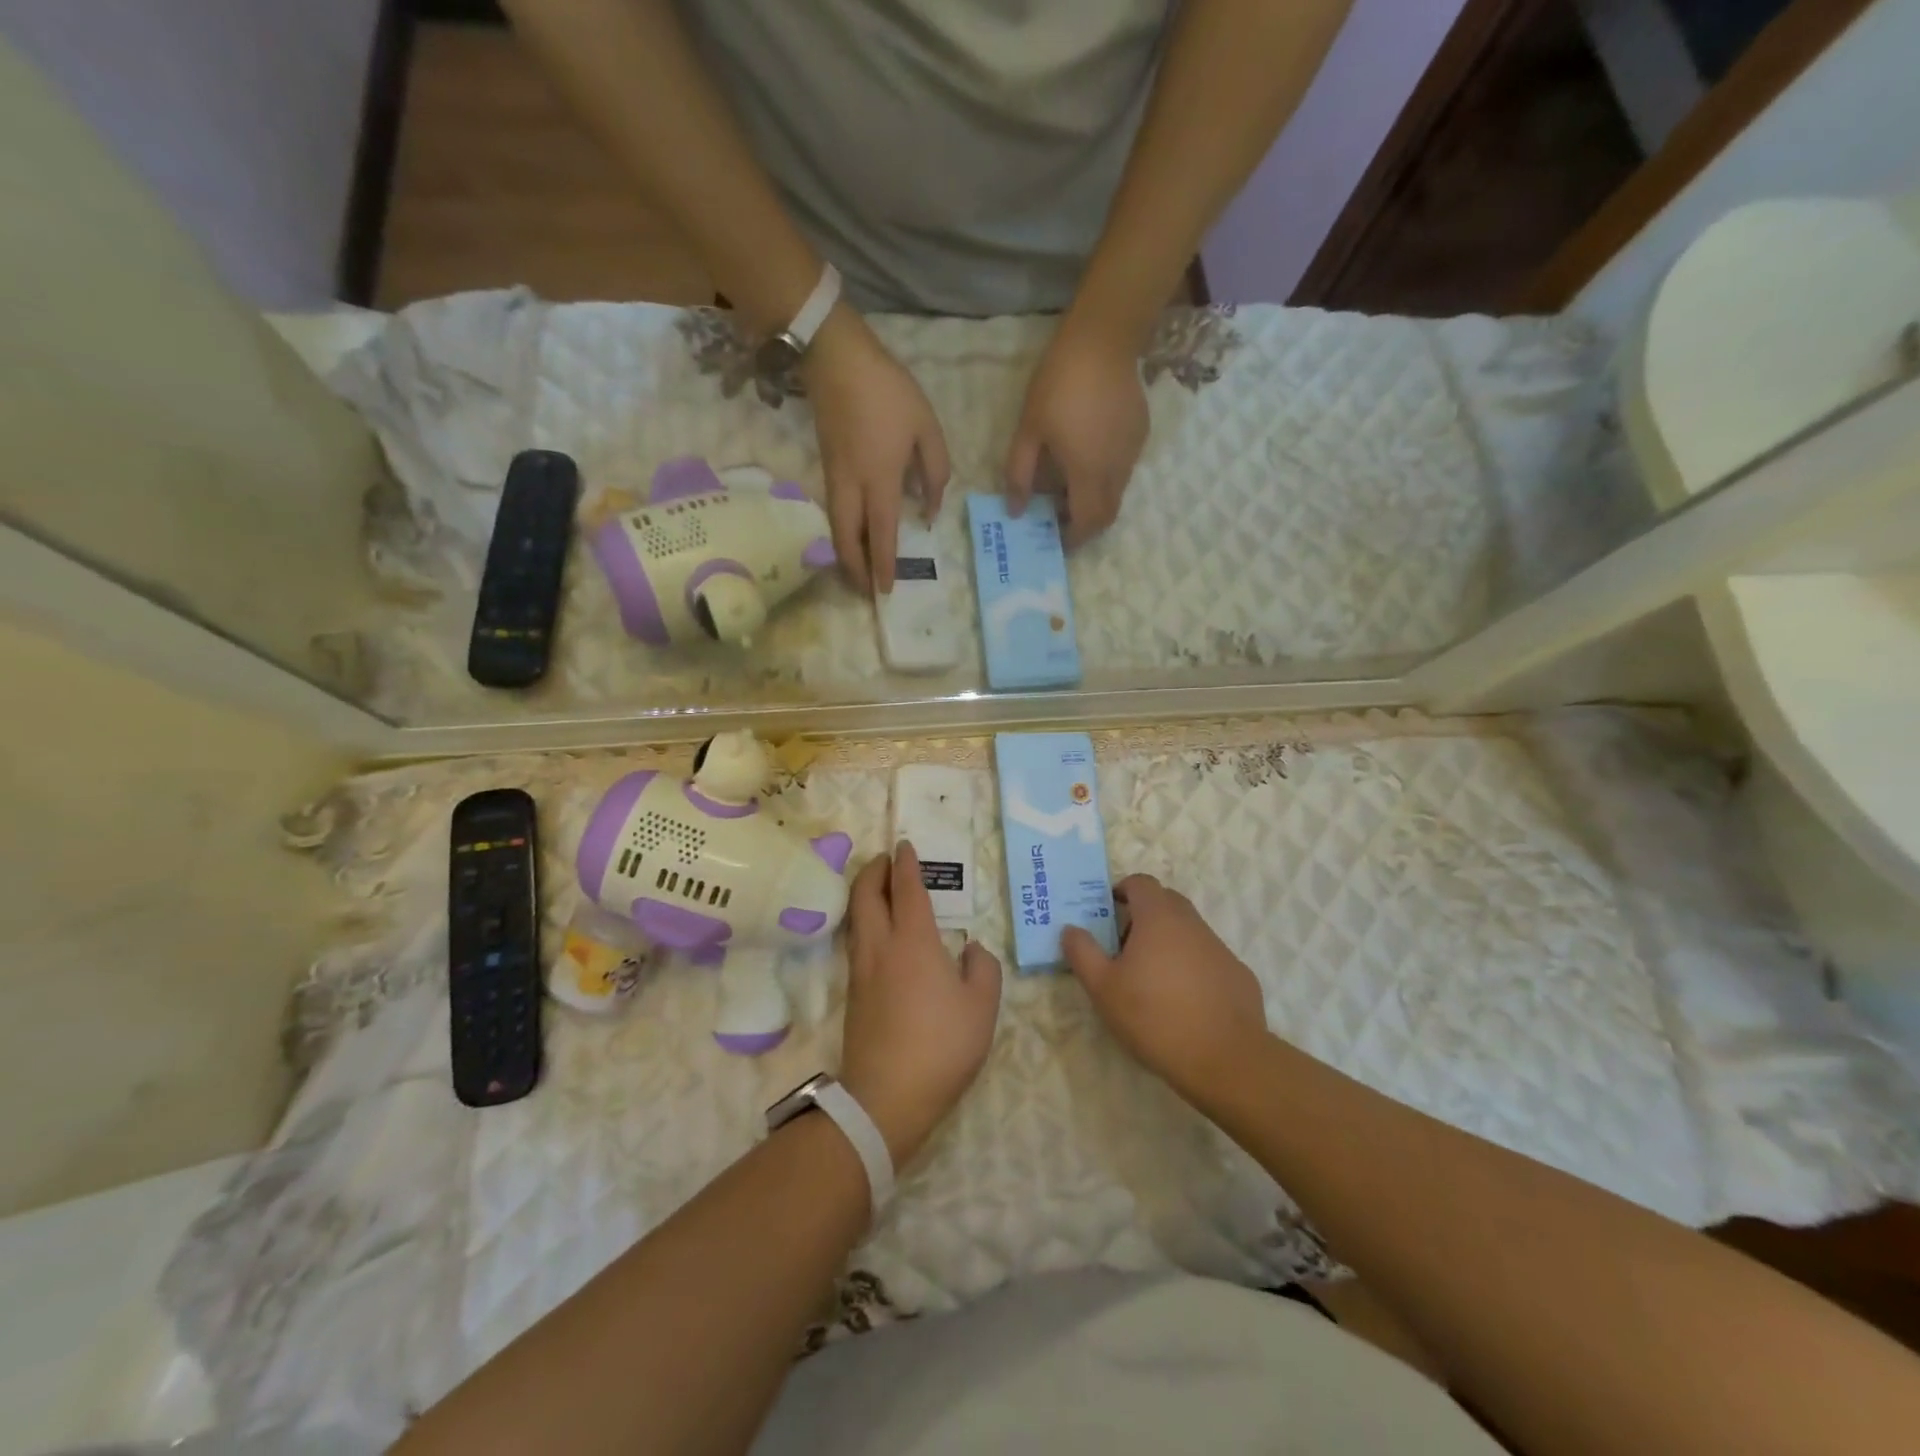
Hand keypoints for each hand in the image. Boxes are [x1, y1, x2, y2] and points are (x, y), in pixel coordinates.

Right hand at [801, 307, 950, 595]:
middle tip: (867, 593)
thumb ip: (935, 473)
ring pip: (837, 529)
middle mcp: (852, 486)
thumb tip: (929, 512)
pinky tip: (853, 540)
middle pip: (848, 541)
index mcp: (881, 478)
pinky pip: (834, 513)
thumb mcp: (926, 427)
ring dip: (847, 556)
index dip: (885, 564)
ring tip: (859, 575)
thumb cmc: (888, 392)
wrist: (835, 358)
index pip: (882, 533)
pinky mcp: (826, 468)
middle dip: (856, 571)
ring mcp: (834, 478)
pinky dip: (843, 535)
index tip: (887, 590)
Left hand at [840, 843, 1002, 1165]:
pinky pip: (855, 940)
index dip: (906, 864)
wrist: (887, 1096)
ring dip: (864, 893)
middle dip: (873, 869)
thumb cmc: (942, 1046)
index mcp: (914, 942)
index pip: (906, 889)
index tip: (904, 845)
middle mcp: (881, 947)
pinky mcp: (853, 994)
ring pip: (856, 917)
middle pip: (866, 894)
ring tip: (878, 886)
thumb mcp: (982, 1006)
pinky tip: (876, 931)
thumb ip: (983, 968)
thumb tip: (971, 947)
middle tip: (885, 858)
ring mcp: (861, 971)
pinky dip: (863, 920)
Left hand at [1005, 315, 1148, 547]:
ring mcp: (1133, 453)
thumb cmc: (1058, 385)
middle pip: (1108, 516)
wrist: (1103, 340)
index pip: (1087, 524)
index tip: (1056, 538)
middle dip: (1086, 526)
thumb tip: (1016, 511)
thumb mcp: (1028, 431)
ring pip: (1118, 494)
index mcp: (1088, 473)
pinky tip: (1088, 457)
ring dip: (1096, 502)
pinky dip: (1106, 478)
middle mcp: (1117, 471)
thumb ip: (1020, 475)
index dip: (1073, 538)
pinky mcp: (1141, 435)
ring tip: (1070, 488)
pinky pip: (1125, 469)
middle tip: (1062, 520)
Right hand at [1061, 875, 1268, 1107]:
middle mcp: (1192, 924)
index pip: (1141, 883)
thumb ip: (1082, 952)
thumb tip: (1071, 929)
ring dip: (1168, 941)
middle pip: (1166, 902)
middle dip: (1143, 914)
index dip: (1122, 890)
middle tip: (1123, 946)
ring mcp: (1220, 948)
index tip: (1107, 913)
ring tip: (1151, 978)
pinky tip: (1184, 1001)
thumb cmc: (1154, 1017)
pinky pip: (1208, 958)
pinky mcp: (1238, 974)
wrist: (1225, 1060)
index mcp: (1158, 918)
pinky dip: (1192, 967)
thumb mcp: (1103, 988)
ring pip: (1188, 931)